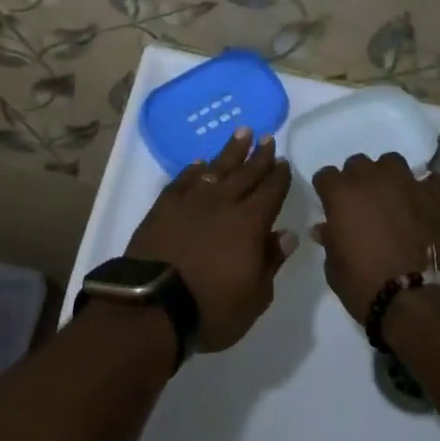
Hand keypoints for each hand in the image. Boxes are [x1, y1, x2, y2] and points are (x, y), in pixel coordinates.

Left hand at [126, 129, 295, 351]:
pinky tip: (200, 163)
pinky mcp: (165, 205)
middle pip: (246, 173)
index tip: (283, 161)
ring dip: (231, 150)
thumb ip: (271, 261)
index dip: (278, 177)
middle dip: (259, 156)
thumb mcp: (255, 297)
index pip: (270, 192)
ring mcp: (192, 201)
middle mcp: (223, 203)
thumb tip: (286, 234)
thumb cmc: (212, 308)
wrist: (153, 304)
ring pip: (216, 168)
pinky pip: (184, 180)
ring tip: (242, 132)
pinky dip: (194, 170)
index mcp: (250, 223)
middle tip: (267, 138)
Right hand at [310, 152, 439, 324]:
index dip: (328, 191)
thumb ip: (330, 241)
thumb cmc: (368, 288)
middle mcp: (373, 179)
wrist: (423, 303)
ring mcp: (409, 183)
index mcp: (341, 195)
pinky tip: (427, 208)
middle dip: (358, 181)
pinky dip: (427, 191)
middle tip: (365, 205)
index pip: (325, 176)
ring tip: (396, 200)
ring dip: (390, 178)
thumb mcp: (335, 270)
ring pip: (393, 163)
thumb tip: (326, 228)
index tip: (332, 206)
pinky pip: (432, 181)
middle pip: (358, 164)